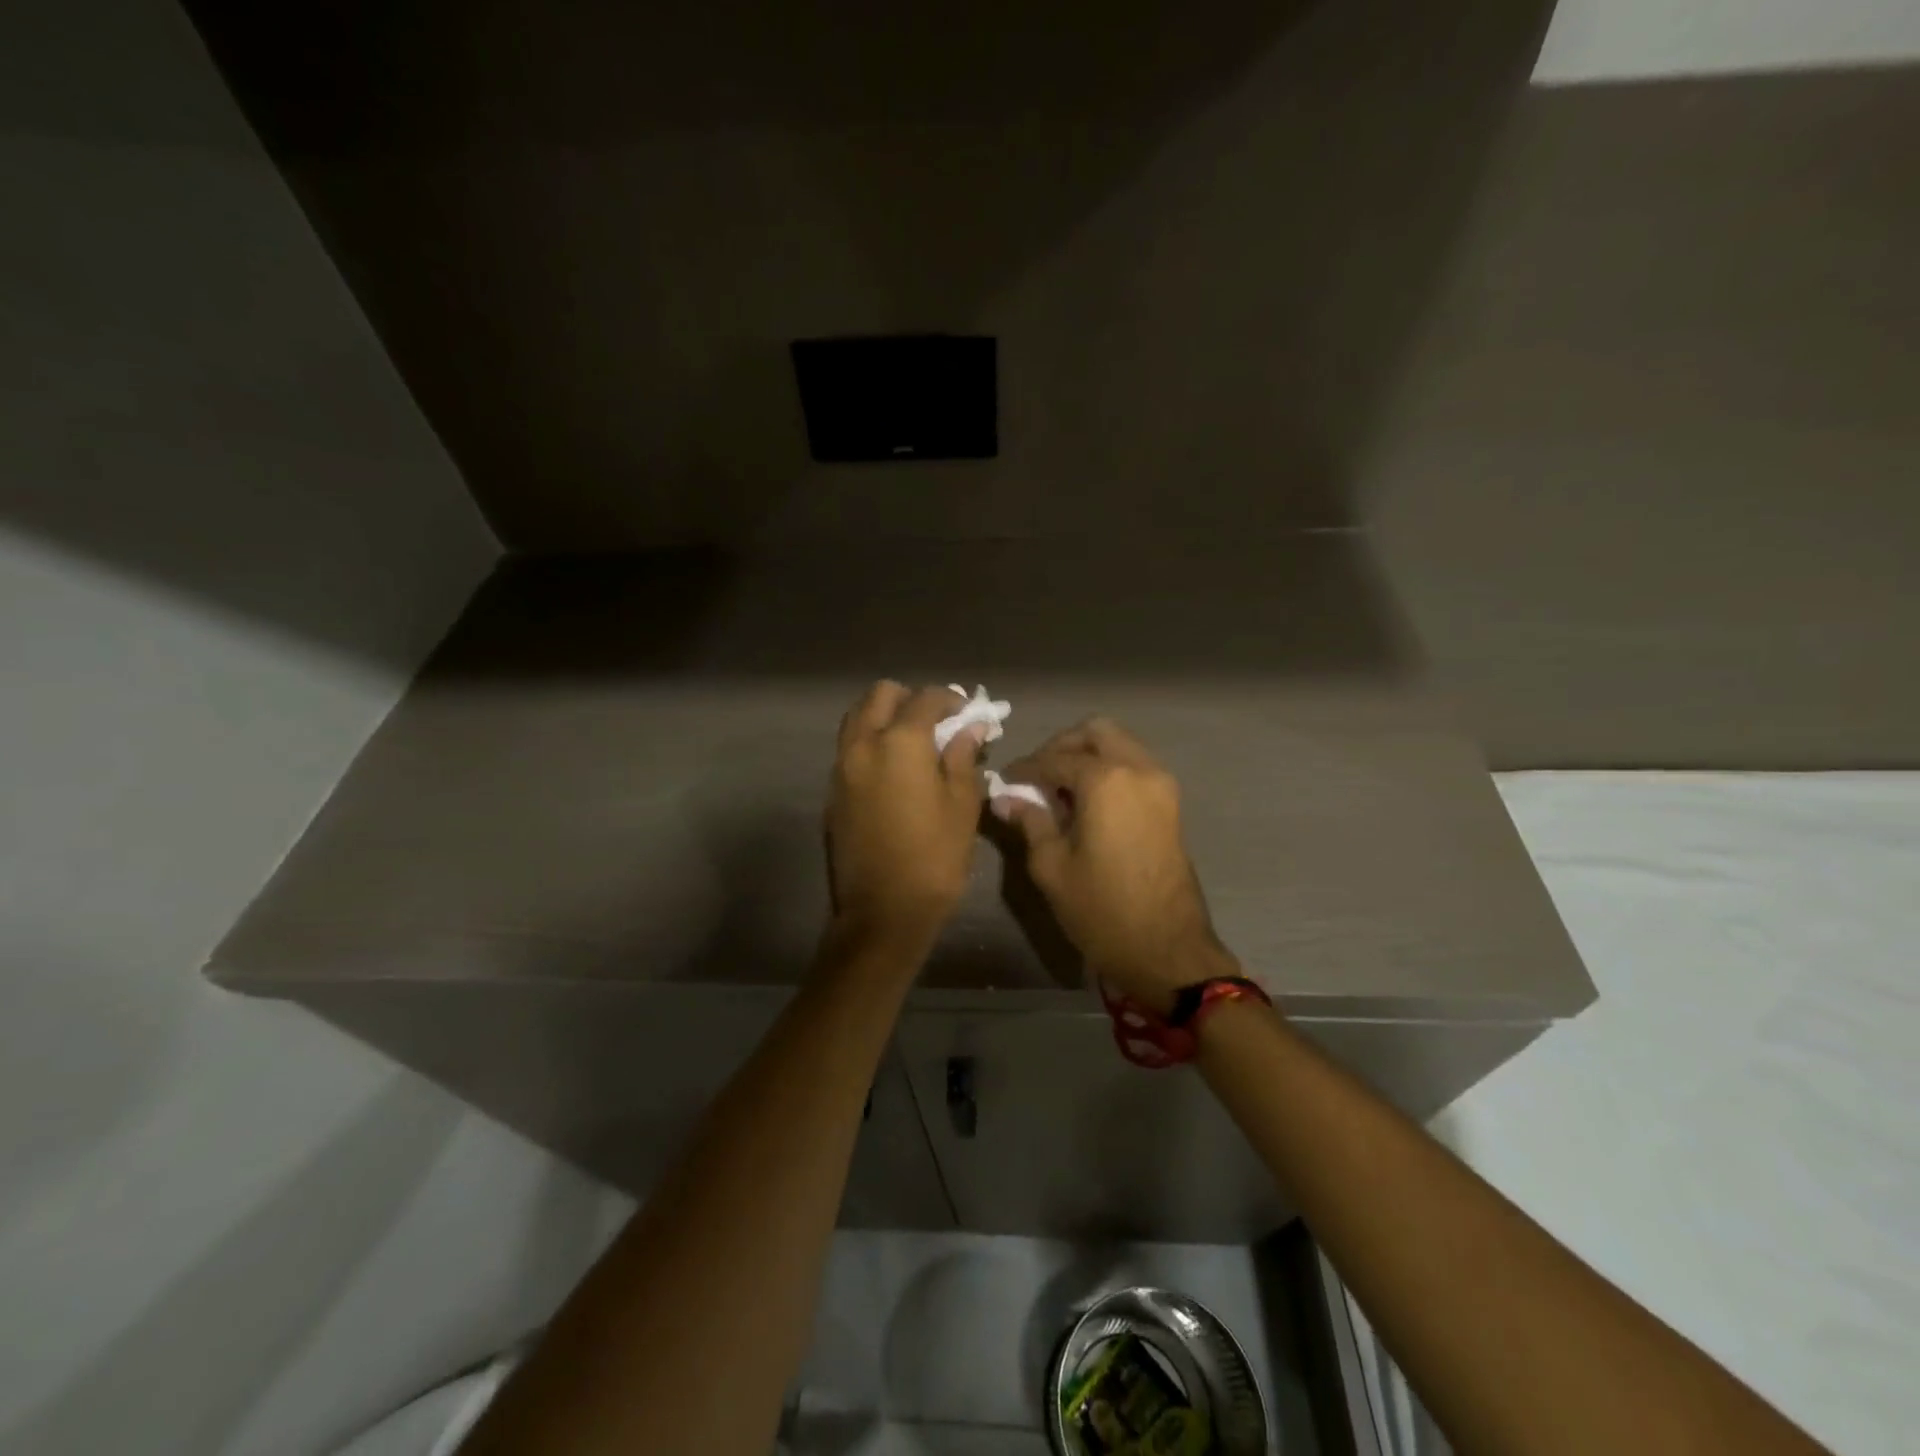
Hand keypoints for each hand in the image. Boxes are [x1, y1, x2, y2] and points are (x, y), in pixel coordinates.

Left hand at [826, 682, 986, 944]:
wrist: (883, 911)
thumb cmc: (934, 857)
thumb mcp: (962, 806)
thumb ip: (963, 758)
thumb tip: (970, 728)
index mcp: (899, 742)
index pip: (925, 699)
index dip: (950, 699)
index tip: (967, 713)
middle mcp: (863, 744)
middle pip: (880, 695)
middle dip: (910, 698)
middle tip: (936, 721)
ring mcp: (841, 767)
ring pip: (857, 717)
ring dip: (884, 716)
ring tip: (912, 741)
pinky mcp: (832, 792)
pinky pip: (848, 748)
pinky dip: (869, 742)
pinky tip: (893, 769)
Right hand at [996, 718, 1232, 1012]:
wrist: (1167, 950)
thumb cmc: (1102, 910)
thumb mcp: (1052, 867)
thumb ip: (1030, 821)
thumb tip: (1005, 797)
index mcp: (1107, 780)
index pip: (1056, 758)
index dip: (1026, 767)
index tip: (1005, 781)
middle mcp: (1139, 770)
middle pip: (1097, 732)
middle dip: (1063, 745)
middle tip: (1038, 775)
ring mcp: (1161, 785)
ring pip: (1121, 745)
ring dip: (1088, 755)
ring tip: (1059, 790)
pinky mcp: (1171, 804)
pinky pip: (1135, 767)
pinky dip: (1109, 770)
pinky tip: (1086, 803)